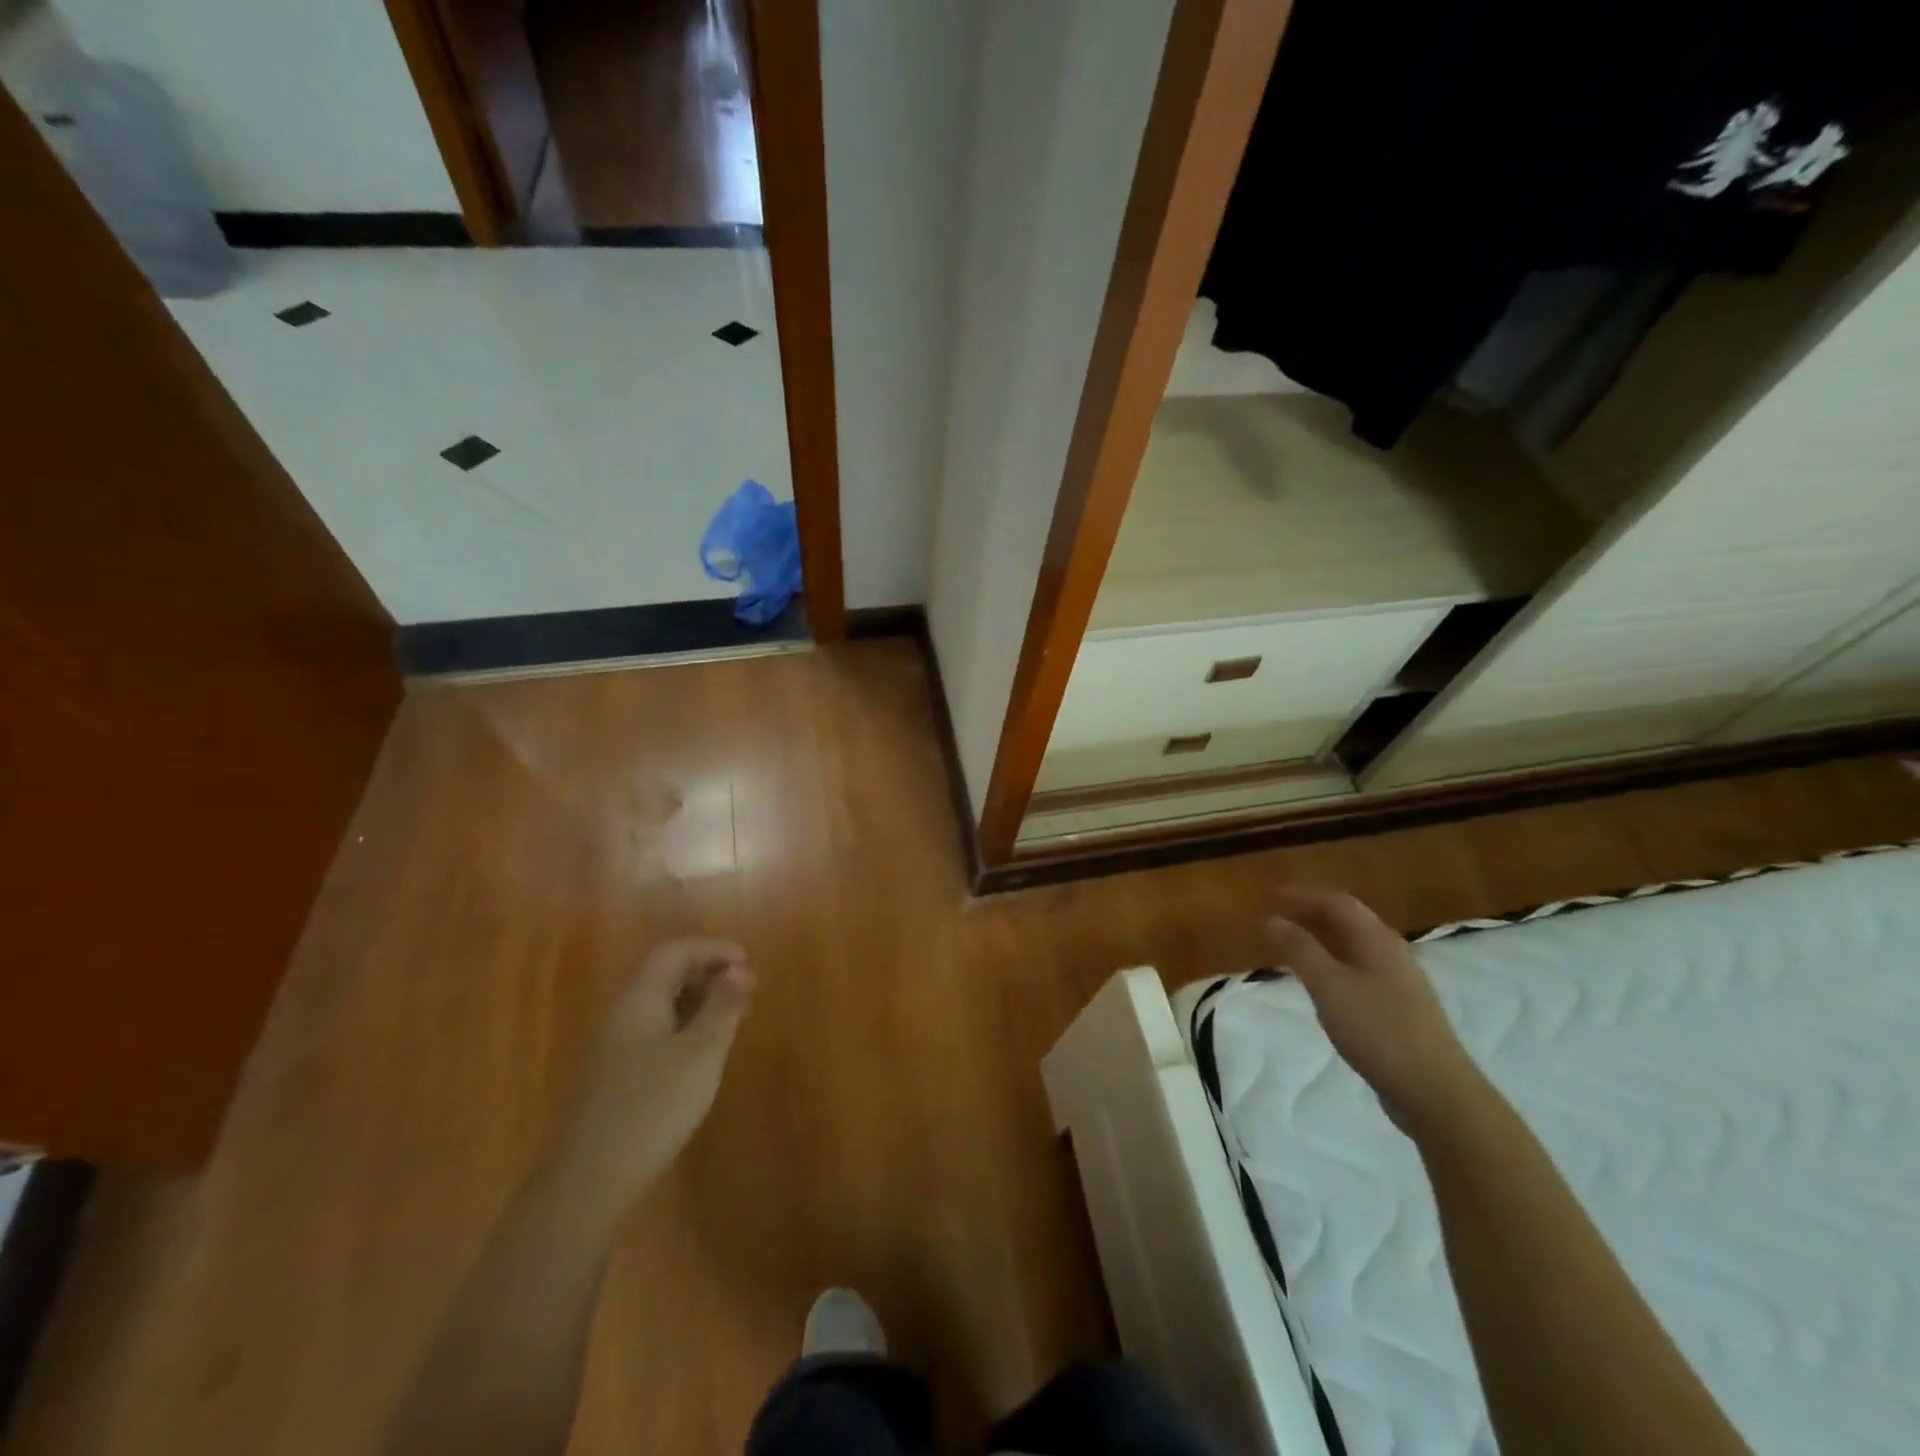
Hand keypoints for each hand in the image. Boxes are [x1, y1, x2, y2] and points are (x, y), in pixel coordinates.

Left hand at [556, 938, 755, 1200]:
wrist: (591, 1179)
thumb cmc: (654, 1105)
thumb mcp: (701, 1052)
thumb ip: (722, 1006)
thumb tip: (739, 968)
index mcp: (640, 999)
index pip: (675, 952)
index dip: (713, 949)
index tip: (748, 962)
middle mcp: (623, 1014)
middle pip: (666, 974)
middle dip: (708, 972)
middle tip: (746, 989)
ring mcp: (615, 1046)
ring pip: (661, 1004)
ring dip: (699, 999)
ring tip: (733, 1017)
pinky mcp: (616, 1075)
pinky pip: (656, 1029)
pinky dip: (685, 1024)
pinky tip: (702, 1051)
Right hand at [1266, 889, 1485, 1138]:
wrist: (1435, 1091)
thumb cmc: (1378, 1030)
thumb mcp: (1329, 986)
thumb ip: (1299, 949)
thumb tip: (1271, 918)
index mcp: (1377, 940)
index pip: (1337, 902)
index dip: (1302, 895)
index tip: (1270, 896)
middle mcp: (1391, 953)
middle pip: (1348, 922)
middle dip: (1310, 914)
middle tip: (1276, 917)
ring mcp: (1399, 983)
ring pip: (1353, 948)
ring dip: (1321, 940)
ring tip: (1291, 947)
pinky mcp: (1399, 1009)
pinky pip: (1358, 971)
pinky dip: (1332, 965)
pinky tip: (1321, 985)